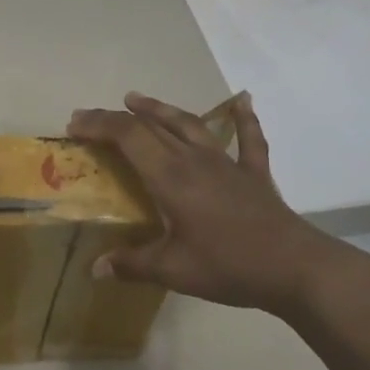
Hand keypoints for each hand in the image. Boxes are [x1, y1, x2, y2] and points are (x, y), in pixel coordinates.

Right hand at [67, 92, 363, 318]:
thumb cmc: (229, 266)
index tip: (73, 126)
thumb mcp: (174, 270)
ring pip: (189, 124)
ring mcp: (227, 163)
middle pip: (151, 126)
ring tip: (137, 99)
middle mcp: (194, 160)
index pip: (128, 137)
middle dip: (116, 118)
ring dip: (160, 109)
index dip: (98, 125)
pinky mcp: (254, 174)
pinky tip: (243, 100)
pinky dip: (243, 119)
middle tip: (88, 117)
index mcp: (171, 177)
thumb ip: (132, 264)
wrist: (296, 268)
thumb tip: (95, 268)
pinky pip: (249, 140)